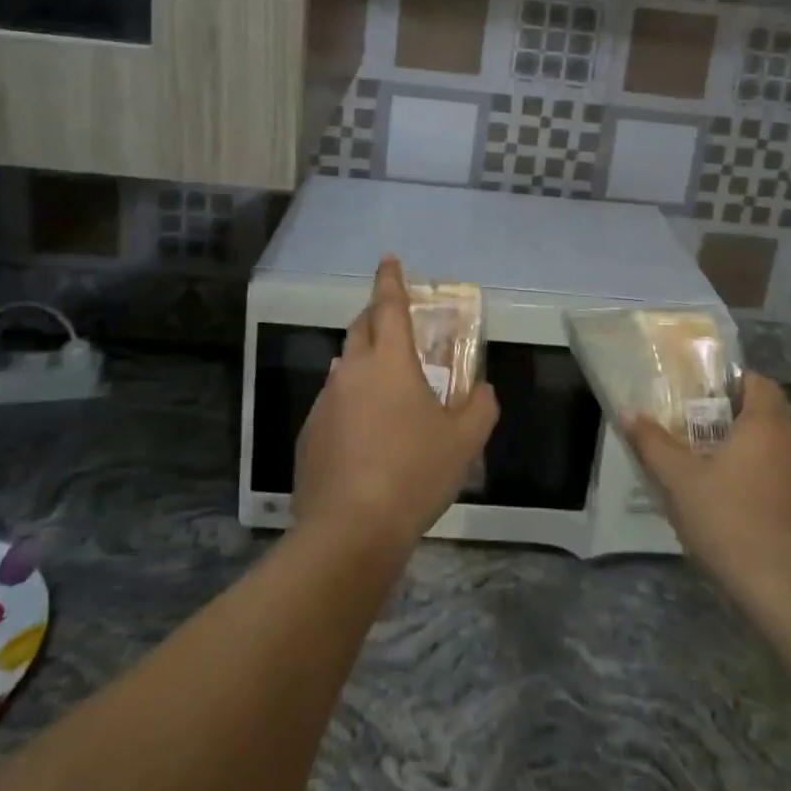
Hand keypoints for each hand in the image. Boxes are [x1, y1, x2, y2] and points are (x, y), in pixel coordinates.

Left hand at [294, 256, 498, 549]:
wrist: (350, 530)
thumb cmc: (414, 473)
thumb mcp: (465, 440)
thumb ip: (481, 406)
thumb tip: (482, 390)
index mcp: (389, 361)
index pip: (389, 305)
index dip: (390, 279)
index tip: (388, 259)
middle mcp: (351, 371)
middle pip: (361, 328)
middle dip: (376, 316)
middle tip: (393, 322)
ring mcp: (325, 402)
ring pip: (345, 367)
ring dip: (363, 364)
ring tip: (385, 387)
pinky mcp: (309, 435)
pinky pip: (333, 404)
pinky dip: (350, 404)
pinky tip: (366, 437)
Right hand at [622, 372, 790, 624]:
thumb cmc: (735, 525)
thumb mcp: (681, 484)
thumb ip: (653, 445)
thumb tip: (628, 412)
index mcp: (769, 424)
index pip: (757, 382)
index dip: (731, 386)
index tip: (702, 403)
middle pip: (768, 421)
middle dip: (736, 430)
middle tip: (700, 446)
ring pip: (783, 460)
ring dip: (757, 467)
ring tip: (721, 490)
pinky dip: (776, 500)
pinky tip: (751, 528)